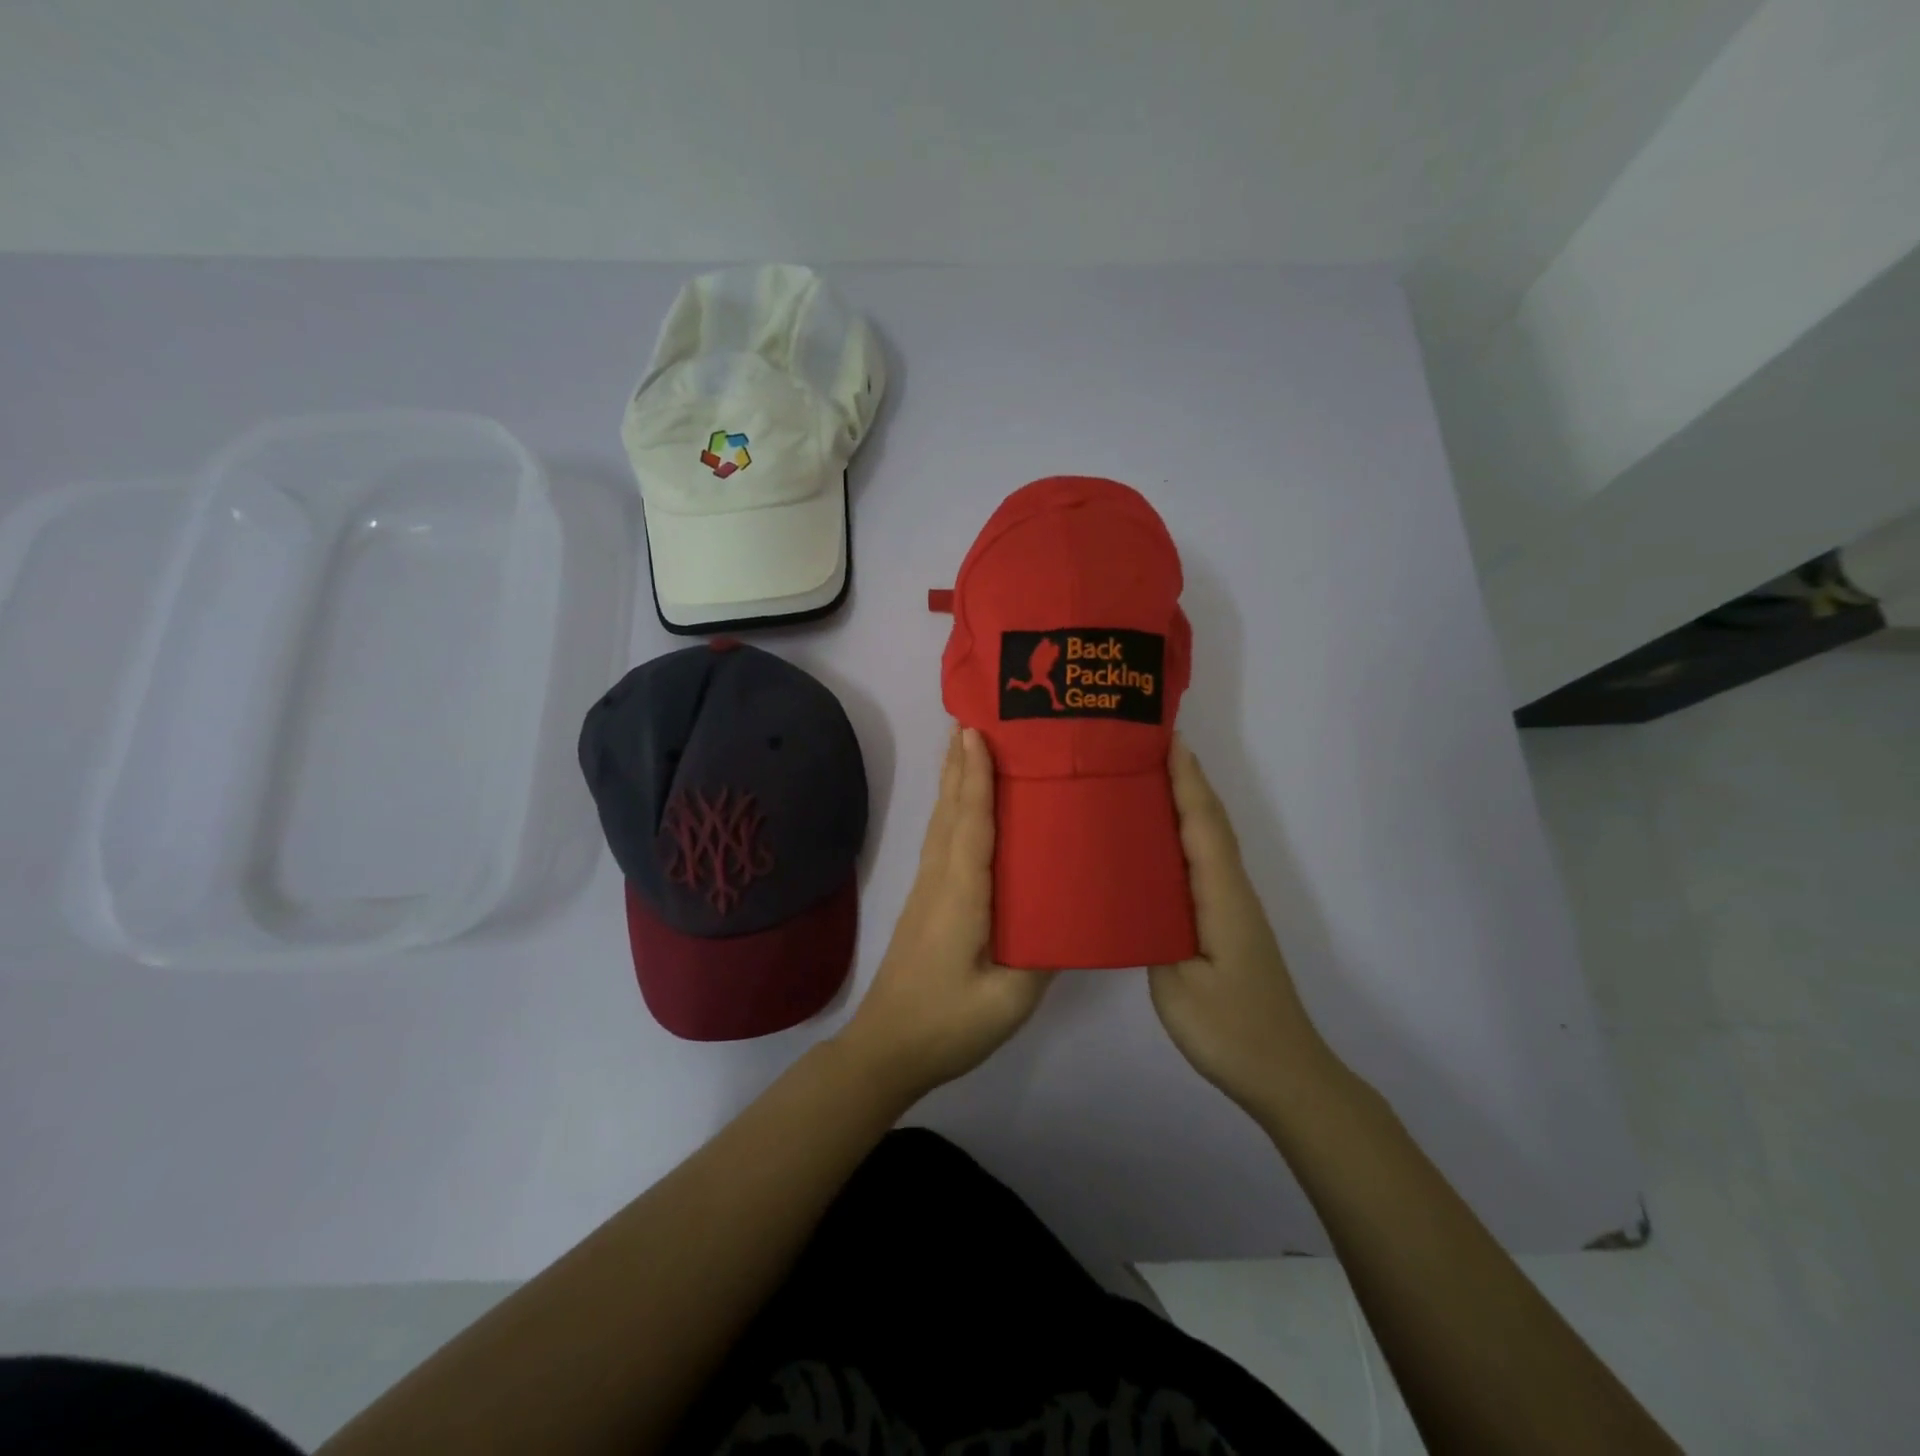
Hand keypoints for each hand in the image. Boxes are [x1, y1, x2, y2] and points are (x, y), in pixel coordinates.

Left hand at [838, 727, 1048, 1099]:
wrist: (886, 1050)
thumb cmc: (948, 1024)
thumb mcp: (1010, 1000)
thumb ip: (1044, 955)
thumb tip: (1074, 913)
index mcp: (962, 896)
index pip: (971, 823)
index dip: (975, 777)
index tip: (977, 732)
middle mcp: (940, 880)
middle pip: (950, 810)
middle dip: (960, 763)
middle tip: (973, 719)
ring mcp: (927, 890)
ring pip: (941, 823)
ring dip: (952, 781)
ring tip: (964, 745)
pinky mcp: (926, 903)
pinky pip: (941, 841)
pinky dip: (951, 810)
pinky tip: (961, 807)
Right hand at [1149, 737, 1335, 1116]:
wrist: (1285, 1074)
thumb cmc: (1230, 1030)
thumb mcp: (1176, 985)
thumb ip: (1150, 932)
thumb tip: (1129, 895)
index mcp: (1221, 896)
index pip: (1203, 824)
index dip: (1186, 779)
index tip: (1165, 738)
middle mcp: (1232, 891)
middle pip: (1211, 822)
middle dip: (1186, 779)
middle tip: (1144, 747)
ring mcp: (1232, 908)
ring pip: (1209, 841)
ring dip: (1185, 803)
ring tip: (1145, 780)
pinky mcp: (1226, 924)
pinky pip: (1203, 864)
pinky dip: (1184, 836)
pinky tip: (1157, 843)